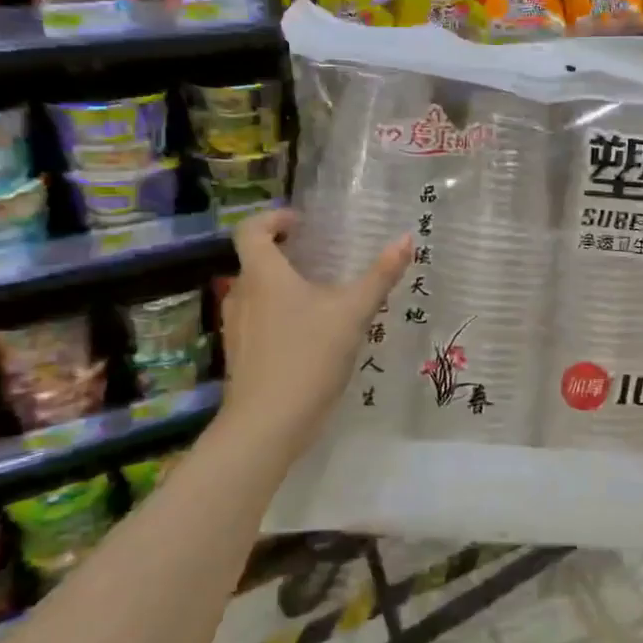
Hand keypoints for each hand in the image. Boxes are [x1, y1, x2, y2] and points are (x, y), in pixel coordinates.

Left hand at [218, 210, 411, 459]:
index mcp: (263, 274)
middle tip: (320, 256)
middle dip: (285, 254)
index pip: (251, 229)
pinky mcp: (240, 355)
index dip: (273, 219)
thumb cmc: (308, 355)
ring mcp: (236, 328)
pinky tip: (309, 334)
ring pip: (257, 293)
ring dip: (282, 286)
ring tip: (320, 296)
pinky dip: (279, 315)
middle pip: (255, 261)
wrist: (268, 424)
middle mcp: (241, 294)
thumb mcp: (353, 312)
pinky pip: (258, 320)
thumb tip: (406, 238)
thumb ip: (380, 275)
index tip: (301, 223)